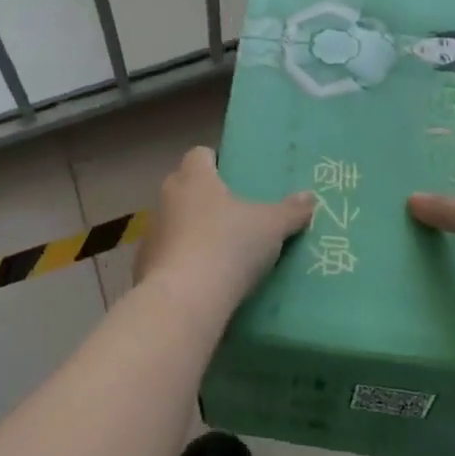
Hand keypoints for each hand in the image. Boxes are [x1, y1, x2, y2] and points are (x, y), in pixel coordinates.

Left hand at [135, 147, 313, 307]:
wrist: (184, 300)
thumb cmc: (228, 246)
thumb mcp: (271, 227)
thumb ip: (291, 210)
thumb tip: (310, 197)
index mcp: (195, 178)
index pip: (200, 154)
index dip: (216, 161)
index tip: (235, 176)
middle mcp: (168, 196)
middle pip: (186, 186)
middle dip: (206, 196)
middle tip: (235, 213)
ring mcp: (153, 231)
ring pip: (174, 221)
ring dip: (191, 230)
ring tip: (220, 250)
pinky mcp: (144, 264)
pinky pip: (167, 255)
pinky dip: (181, 261)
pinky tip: (201, 279)